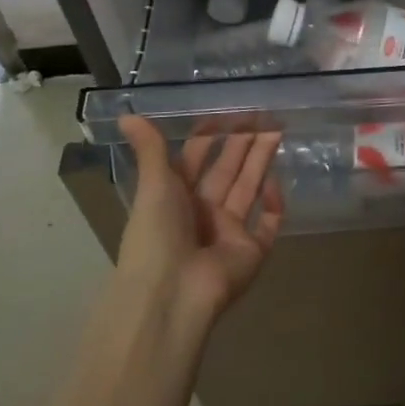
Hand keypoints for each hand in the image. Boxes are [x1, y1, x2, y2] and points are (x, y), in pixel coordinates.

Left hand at [114, 116, 285, 324]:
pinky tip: (276, 182)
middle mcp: (203, 212)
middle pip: (228, 170)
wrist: (172, 293)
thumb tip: (126, 113)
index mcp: (175, 197)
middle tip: (264, 115)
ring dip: (261, 161)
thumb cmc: (157, 235)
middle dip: (244, 143)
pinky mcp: (251, 252)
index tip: (228, 112)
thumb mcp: (153, 185)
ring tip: (278, 131)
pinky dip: (274, 205)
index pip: (196, 159)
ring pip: (249, 189)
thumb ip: (150, 148)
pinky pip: (268, 224)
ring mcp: (229, 232)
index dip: (210, 136)